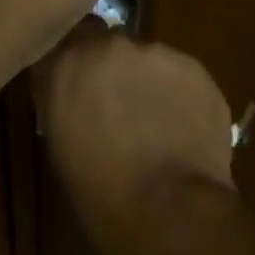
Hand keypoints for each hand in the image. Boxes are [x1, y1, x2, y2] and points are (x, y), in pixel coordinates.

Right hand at [33, 24, 235, 254]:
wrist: (170, 211)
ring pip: (147, 58)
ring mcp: (154, 51)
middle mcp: (108, 45)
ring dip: (148, 81)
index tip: (81, 84)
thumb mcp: (63, 146)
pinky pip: (180, 73)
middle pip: (108, 44)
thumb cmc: (103, 195)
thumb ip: (65, 101)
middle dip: (113, 68)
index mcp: (67, 65)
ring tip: (158, 123)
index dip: (76, 62)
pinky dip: (179, 93)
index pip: (64, 42)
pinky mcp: (192, 65)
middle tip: (121, 106)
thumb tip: (76, 93)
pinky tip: (184, 128)